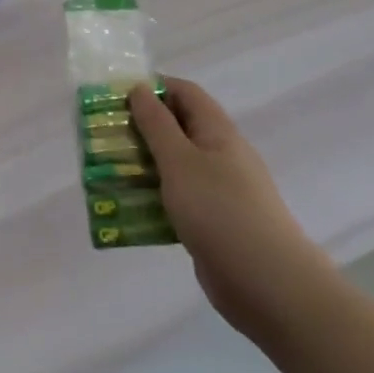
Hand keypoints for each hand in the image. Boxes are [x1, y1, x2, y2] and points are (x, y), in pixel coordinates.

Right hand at [129, 77, 330, 341]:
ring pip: (174, 165)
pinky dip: (154, 198)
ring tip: (108, 172)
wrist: (268, 284)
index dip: (152, 88)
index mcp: (217, 131)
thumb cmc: (220, 210)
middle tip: (105, 137)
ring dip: (143, 165)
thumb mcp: (180, 160)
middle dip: (140, 128)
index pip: (184, 92)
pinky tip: (129, 210)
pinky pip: (178, 199)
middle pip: (177, 128)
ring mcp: (218, 190)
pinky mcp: (213, 222)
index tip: (116, 98)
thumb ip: (157, 124)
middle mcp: (220, 154)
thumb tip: (140, 88)